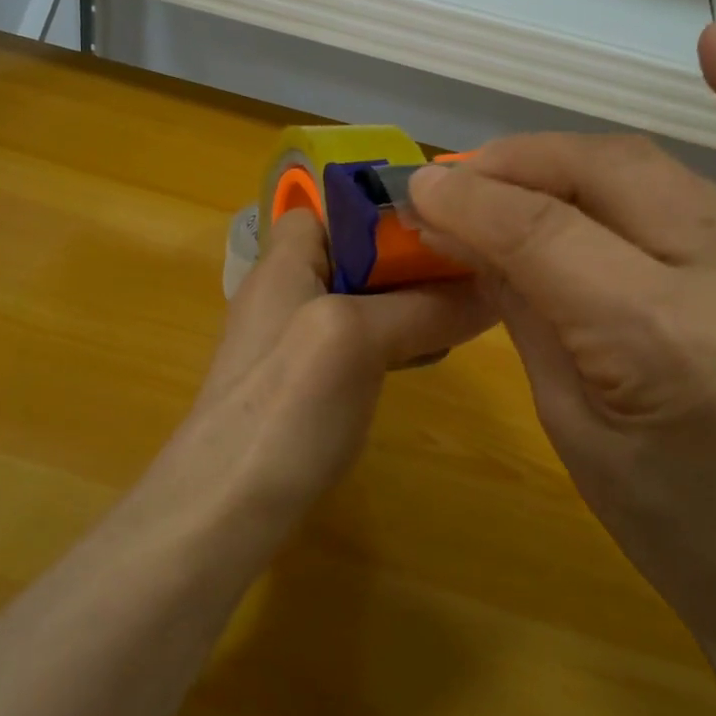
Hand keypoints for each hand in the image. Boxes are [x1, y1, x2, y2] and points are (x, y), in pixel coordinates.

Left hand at [180, 207, 494, 512]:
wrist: (222, 510)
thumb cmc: (284, 406)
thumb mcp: (355, 338)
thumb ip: (422, 307)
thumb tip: (492, 288)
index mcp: (285, 261)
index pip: (334, 205)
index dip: (386, 207)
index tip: (447, 221)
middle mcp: (284, 291)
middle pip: (355, 253)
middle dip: (409, 257)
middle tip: (472, 270)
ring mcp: (290, 341)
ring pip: (360, 300)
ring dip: (407, 302)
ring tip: (463, 310)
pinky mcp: (302, 385)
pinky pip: (355, 342)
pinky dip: (391, 341)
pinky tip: (425, 357)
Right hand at [407, 23, 715, 661]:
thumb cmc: (666, 525)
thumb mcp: (567, 423)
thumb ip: (522, 304)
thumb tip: (463, 224)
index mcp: (668, 344)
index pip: (543, 234)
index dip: (466, 201)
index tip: (413, 187)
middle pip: (601, 177)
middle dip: (510, 168)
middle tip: (453, 183)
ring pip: (655, 165)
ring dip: (570, 156)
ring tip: (512, 169)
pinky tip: (715, 43)